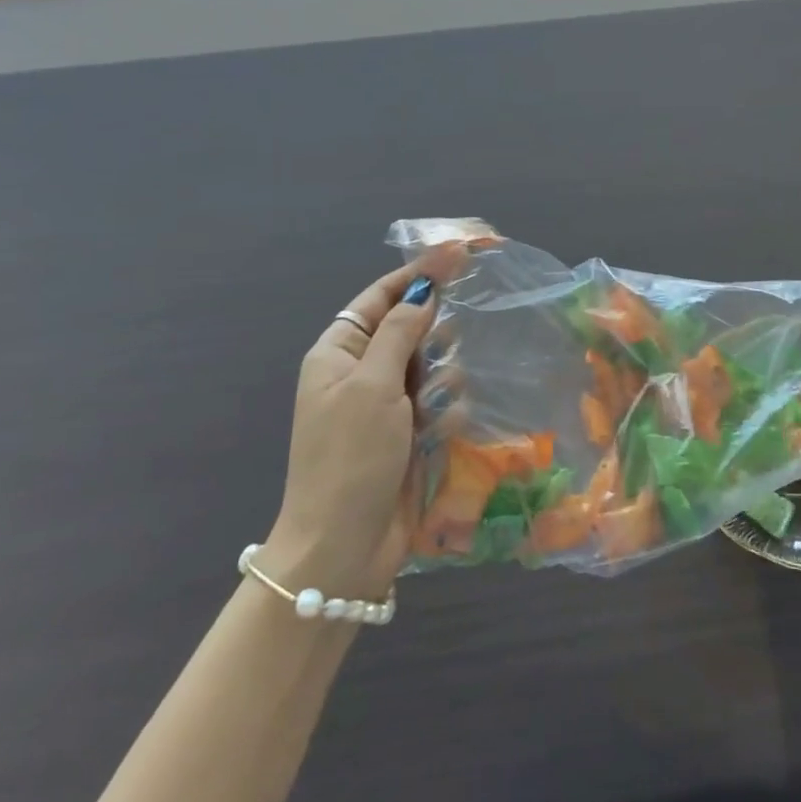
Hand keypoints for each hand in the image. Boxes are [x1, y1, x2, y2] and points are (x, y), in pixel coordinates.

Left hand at [264, 247, 462, 601]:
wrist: (342, 549)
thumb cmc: (350, 458)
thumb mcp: (372, 386)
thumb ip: (401, 332)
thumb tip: (422, 292)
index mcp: (339, 353)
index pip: (382, 296)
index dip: (420, 273)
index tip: (461, 252)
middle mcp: (361, 373)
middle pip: (411, 329)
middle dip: (433, 338)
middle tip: (437, 357)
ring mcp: (386, 406)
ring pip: (433, 366)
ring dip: (441, 381)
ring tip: (430, 411)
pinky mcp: (409, 435)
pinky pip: (440, 403)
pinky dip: (445, 412)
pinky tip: (438, 434)